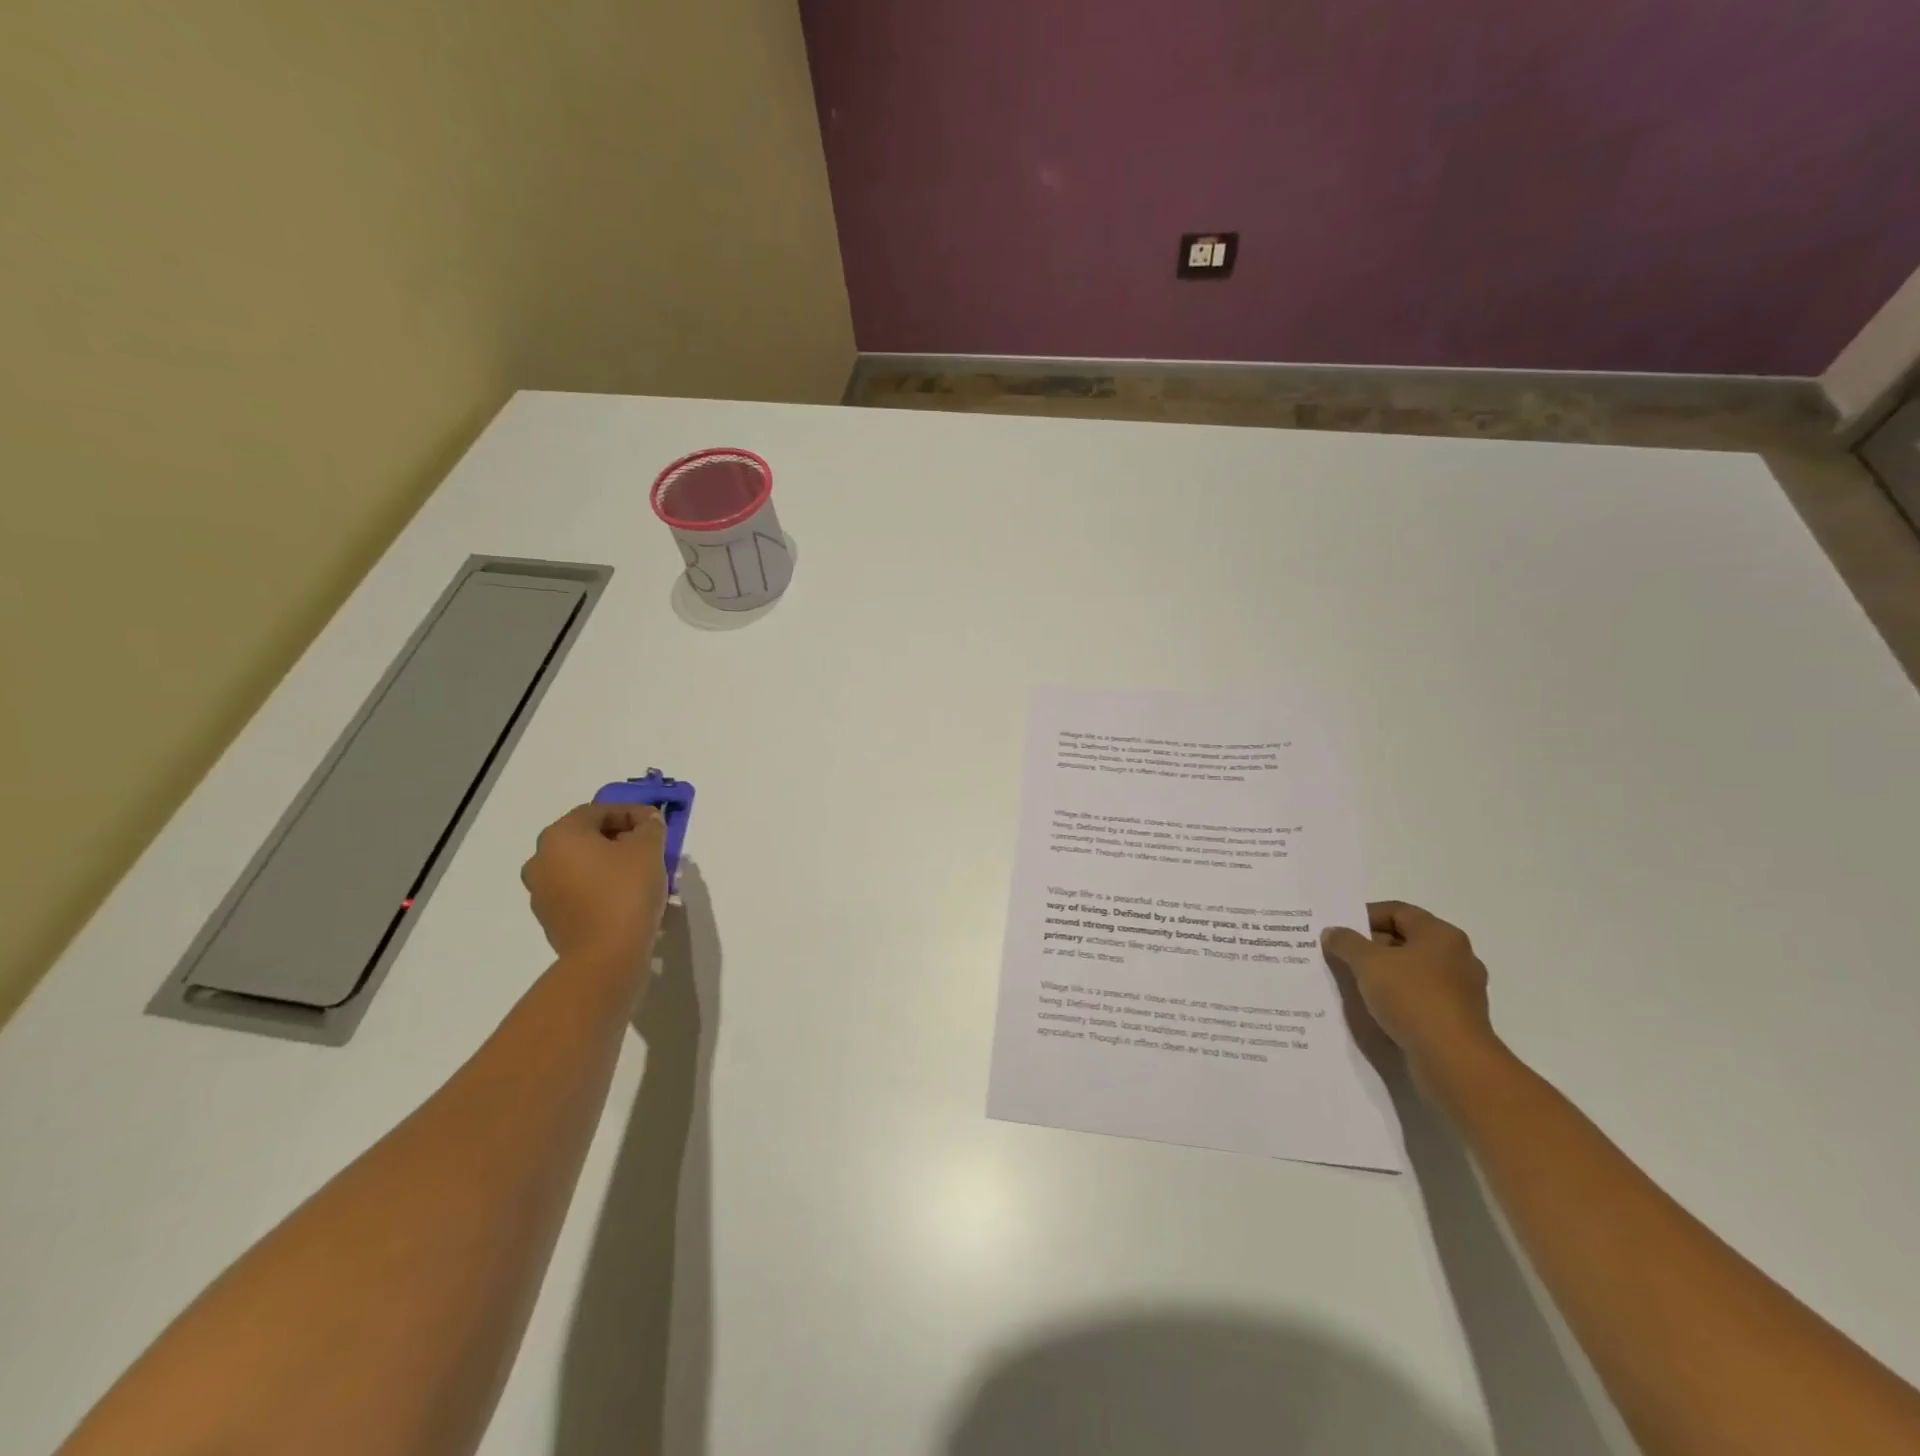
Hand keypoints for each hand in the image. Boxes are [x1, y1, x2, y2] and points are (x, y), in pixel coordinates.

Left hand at [521, 803, 667, 966]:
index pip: (598, 810)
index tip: (656, 823)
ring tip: (639, 872)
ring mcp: (541, 891)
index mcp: (560, 835)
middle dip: (619, 837)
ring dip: (608, 862)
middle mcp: (541, 859)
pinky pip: (577, 890)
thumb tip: (647, 821)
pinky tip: (624, 896)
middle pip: (585, 837)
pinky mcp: (550, 918)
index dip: (631, 812)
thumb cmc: (626, 890)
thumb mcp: (649, 848)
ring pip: (580, 864)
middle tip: (649, 846)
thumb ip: (650, 826)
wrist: (606, 955)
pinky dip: (598, 885)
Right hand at [1321, 901, 1497, 1077]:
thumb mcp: (1368, 963)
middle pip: (1405, 940)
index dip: (1364, 915)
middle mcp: (1456, 957)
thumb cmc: (1412, 998)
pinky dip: (1396, 997)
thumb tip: (1333, 933)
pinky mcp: (1456, 1019)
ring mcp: (1460, 990)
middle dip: (1370, 946)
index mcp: (1441, 935)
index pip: (1397, 911)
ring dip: (1382, 974)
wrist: (1452, 1060)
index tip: (1338, 929)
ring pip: (1411, 971)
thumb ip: (1346, 942)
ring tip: (1351, 981)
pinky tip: (1374, 1007)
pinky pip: (1418, 997)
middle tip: (1339, 954)